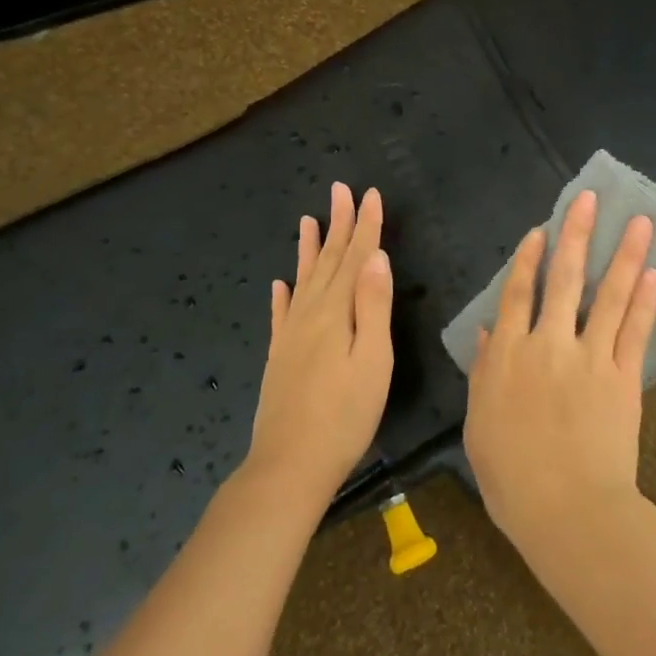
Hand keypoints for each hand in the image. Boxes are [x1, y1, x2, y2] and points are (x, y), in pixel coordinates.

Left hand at [245, 183, 393, 502]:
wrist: (289, 464)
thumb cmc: (345, 416)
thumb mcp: (373, 360)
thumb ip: (374, 307)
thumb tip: (376, 258)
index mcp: (336, 313)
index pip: (355, 259)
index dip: (365, 226)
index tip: (369, 194)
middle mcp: (310, 315)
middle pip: (328, 261)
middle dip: (338, 225)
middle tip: (340, 190)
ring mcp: (290, 336)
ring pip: (302, 280)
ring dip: (309, 249)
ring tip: (308, 220)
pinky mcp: (279, 357)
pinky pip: (280, 314)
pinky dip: (282, 295)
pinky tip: (279, 284)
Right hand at [463, 189, 655, 553]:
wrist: (566, 510)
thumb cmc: (511, 477)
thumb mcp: (480, 424)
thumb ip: (484, 372)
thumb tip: (488, 331)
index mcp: (508, 356)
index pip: (518, 294)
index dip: (529, 259)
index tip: (541, 229)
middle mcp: (548, 345)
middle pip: (563, 279)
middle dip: (576, 235)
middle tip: (590, 199)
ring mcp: (590, 358)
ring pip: (608, 295)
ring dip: (623, 255)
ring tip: (638, 222)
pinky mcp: (624, 377)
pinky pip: (635, 331)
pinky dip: (645, 302)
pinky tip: (653, 274)